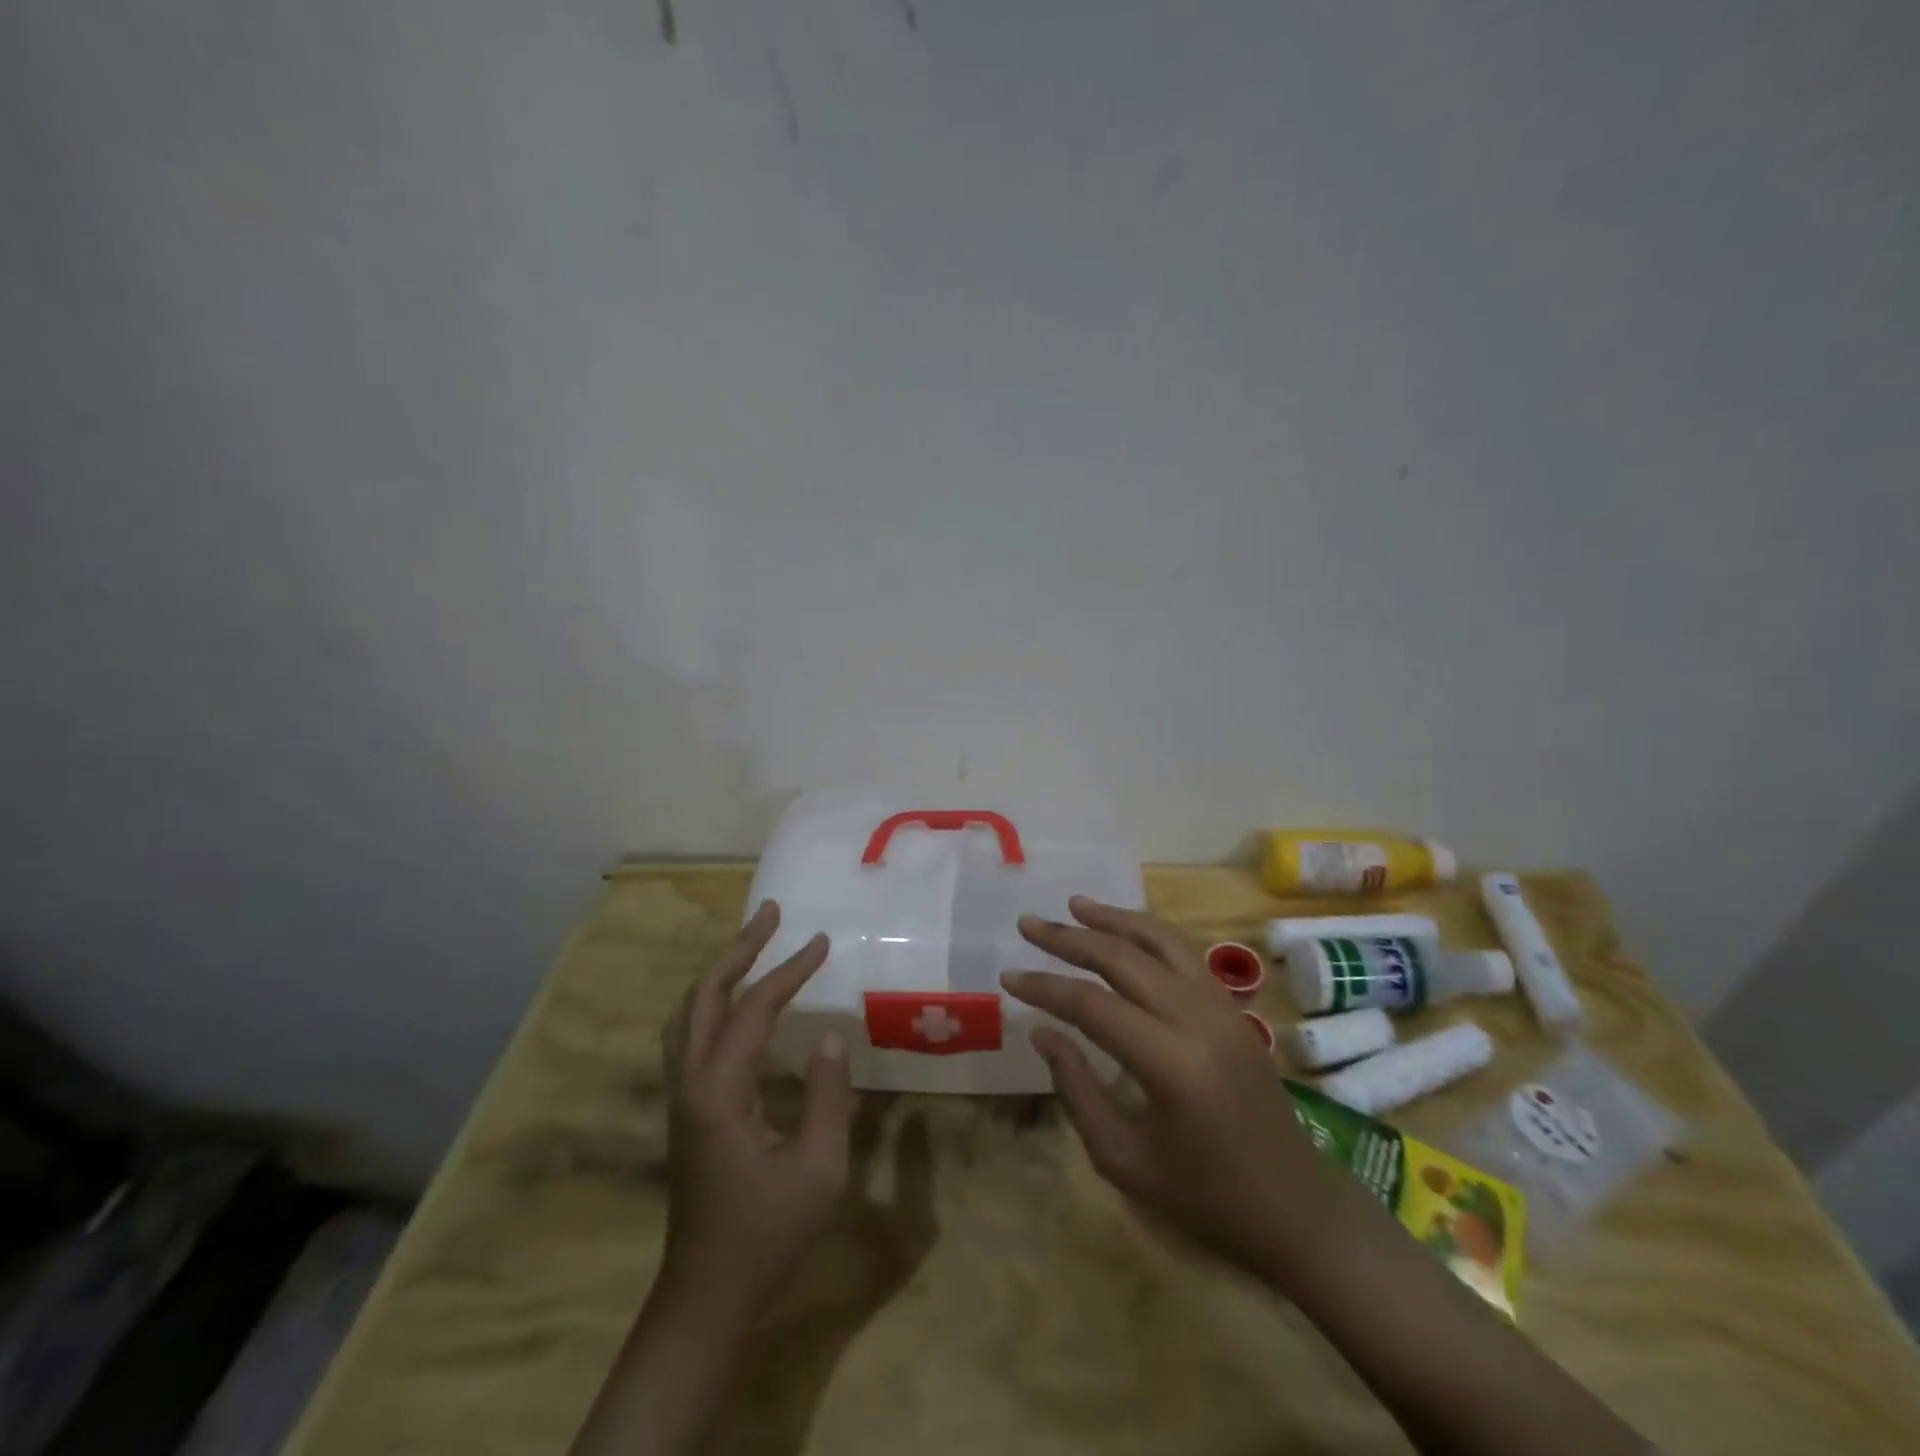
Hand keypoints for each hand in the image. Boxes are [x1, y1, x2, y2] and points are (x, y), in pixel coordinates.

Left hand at [657, 899, 853, 1315]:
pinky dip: (713, 999)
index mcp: (720, 1093)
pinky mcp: (685, 1109)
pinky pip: (690, 1034)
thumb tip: (829, 1037)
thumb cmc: (767, 1234)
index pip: (754, 1010)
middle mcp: (690, 1083)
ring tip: (754, 942)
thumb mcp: (818, 1169)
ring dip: (720, 970)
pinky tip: (735, 1001)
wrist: (708, 1297)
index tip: (822, 942)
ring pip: (689, 1012)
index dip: (789, 971)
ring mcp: (681, 1096)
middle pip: (704, 995)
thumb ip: (827, 1097)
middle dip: (739, 949)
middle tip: (772, 913)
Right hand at [1001, 896, 1333, 1277]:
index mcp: (1170, 1063)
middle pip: (1123, 958)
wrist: (1295, 1206)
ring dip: (1113, 919)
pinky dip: (1148, 933)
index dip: (1045, 986)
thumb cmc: (1204, 1198)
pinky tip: (1123, 931)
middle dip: (1070, 938)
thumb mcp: (1123, 1159)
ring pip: (1160, 941)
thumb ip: (1076, 1089)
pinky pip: (1184, 954)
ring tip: (1074, 905)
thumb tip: (1042, 1031)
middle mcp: (1197, 1019)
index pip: (1092, 1005)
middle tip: (1029, 923)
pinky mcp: (1233, 1008)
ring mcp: (1221, 1007)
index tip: (1009, 974)